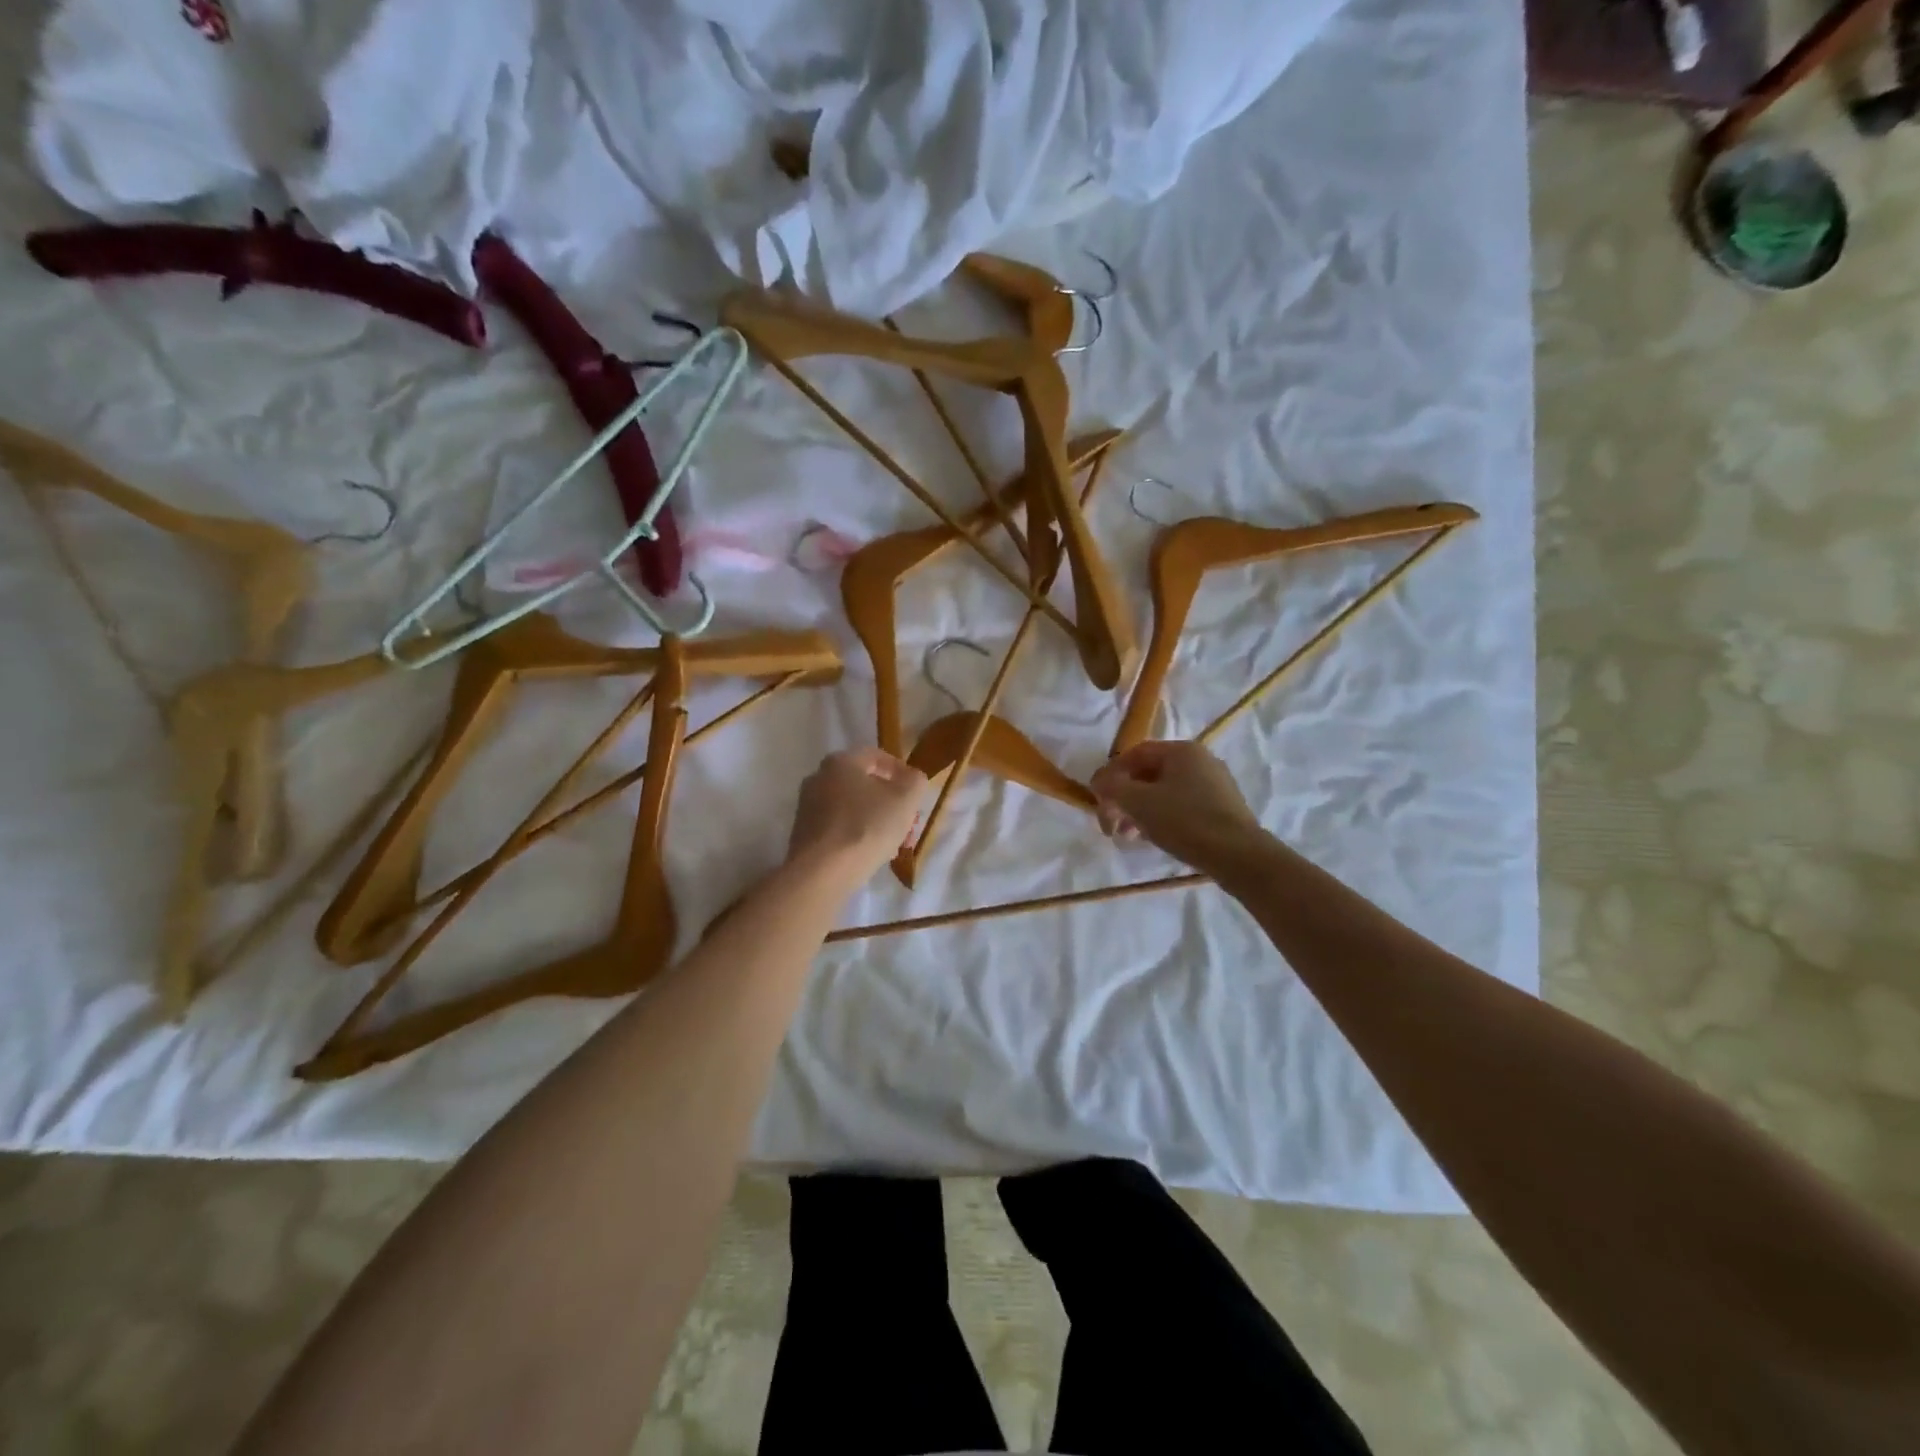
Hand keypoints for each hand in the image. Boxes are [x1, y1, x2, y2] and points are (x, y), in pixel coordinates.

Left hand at [785, 748, 929, 887]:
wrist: (821, 871)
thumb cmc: (866, 827)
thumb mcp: (905, 800)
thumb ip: (915, 781)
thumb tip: (912, 778)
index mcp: (841, 762)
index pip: (876, 756)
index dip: (901, 771)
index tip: (915, 792)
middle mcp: (819, 778)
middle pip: (864, 784)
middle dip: (891, 802)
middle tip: (907, 822)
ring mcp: (808, 806)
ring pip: (853, 808)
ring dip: (876, 821)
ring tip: (894, 844)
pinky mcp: (804, 833)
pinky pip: (838, 827)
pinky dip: (857, 835)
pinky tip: (872, 855)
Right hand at [1089, 740, 1266, 873]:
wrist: (1238, 855)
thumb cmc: (1184, 821)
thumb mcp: (1139, 802)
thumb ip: (1112, 787)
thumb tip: (1099, 782)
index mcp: (1181, 750)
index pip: (1135, 754)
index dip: (1110, 775)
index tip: (1097, 801)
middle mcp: (1200, 760)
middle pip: (1148, 774)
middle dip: (1123, 799)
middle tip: (1111, 825)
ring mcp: (1214, 784)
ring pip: (1164, 792)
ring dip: (1139, 811)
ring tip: (1128, 837)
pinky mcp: (1221, 808)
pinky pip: (1181, 806)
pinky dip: (1161, 818)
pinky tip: (1152, 838)